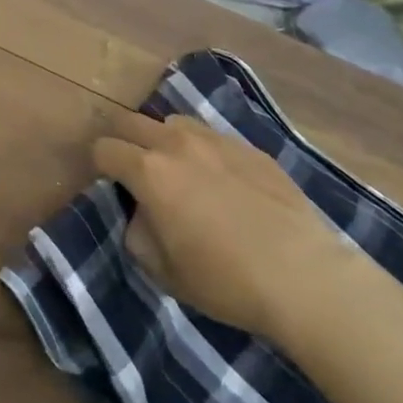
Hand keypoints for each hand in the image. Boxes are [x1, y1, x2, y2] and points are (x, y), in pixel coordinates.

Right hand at [92, 112, 350, 347]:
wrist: (304, 275)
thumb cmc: (226, 281)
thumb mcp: (165, 273)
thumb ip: (138, 235)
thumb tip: (141, 214)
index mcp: (150, 172)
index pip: (104, 149)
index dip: (98, 164)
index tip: (106, 183)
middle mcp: (177, 144)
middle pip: (131, 121)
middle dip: (122, 140)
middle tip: (130, 169)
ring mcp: (216, 140)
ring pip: (172, 122)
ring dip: (162, 139)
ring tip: (175, 169)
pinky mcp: (249, 147)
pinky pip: (211, 136)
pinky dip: (202, 150)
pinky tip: (220, 180)